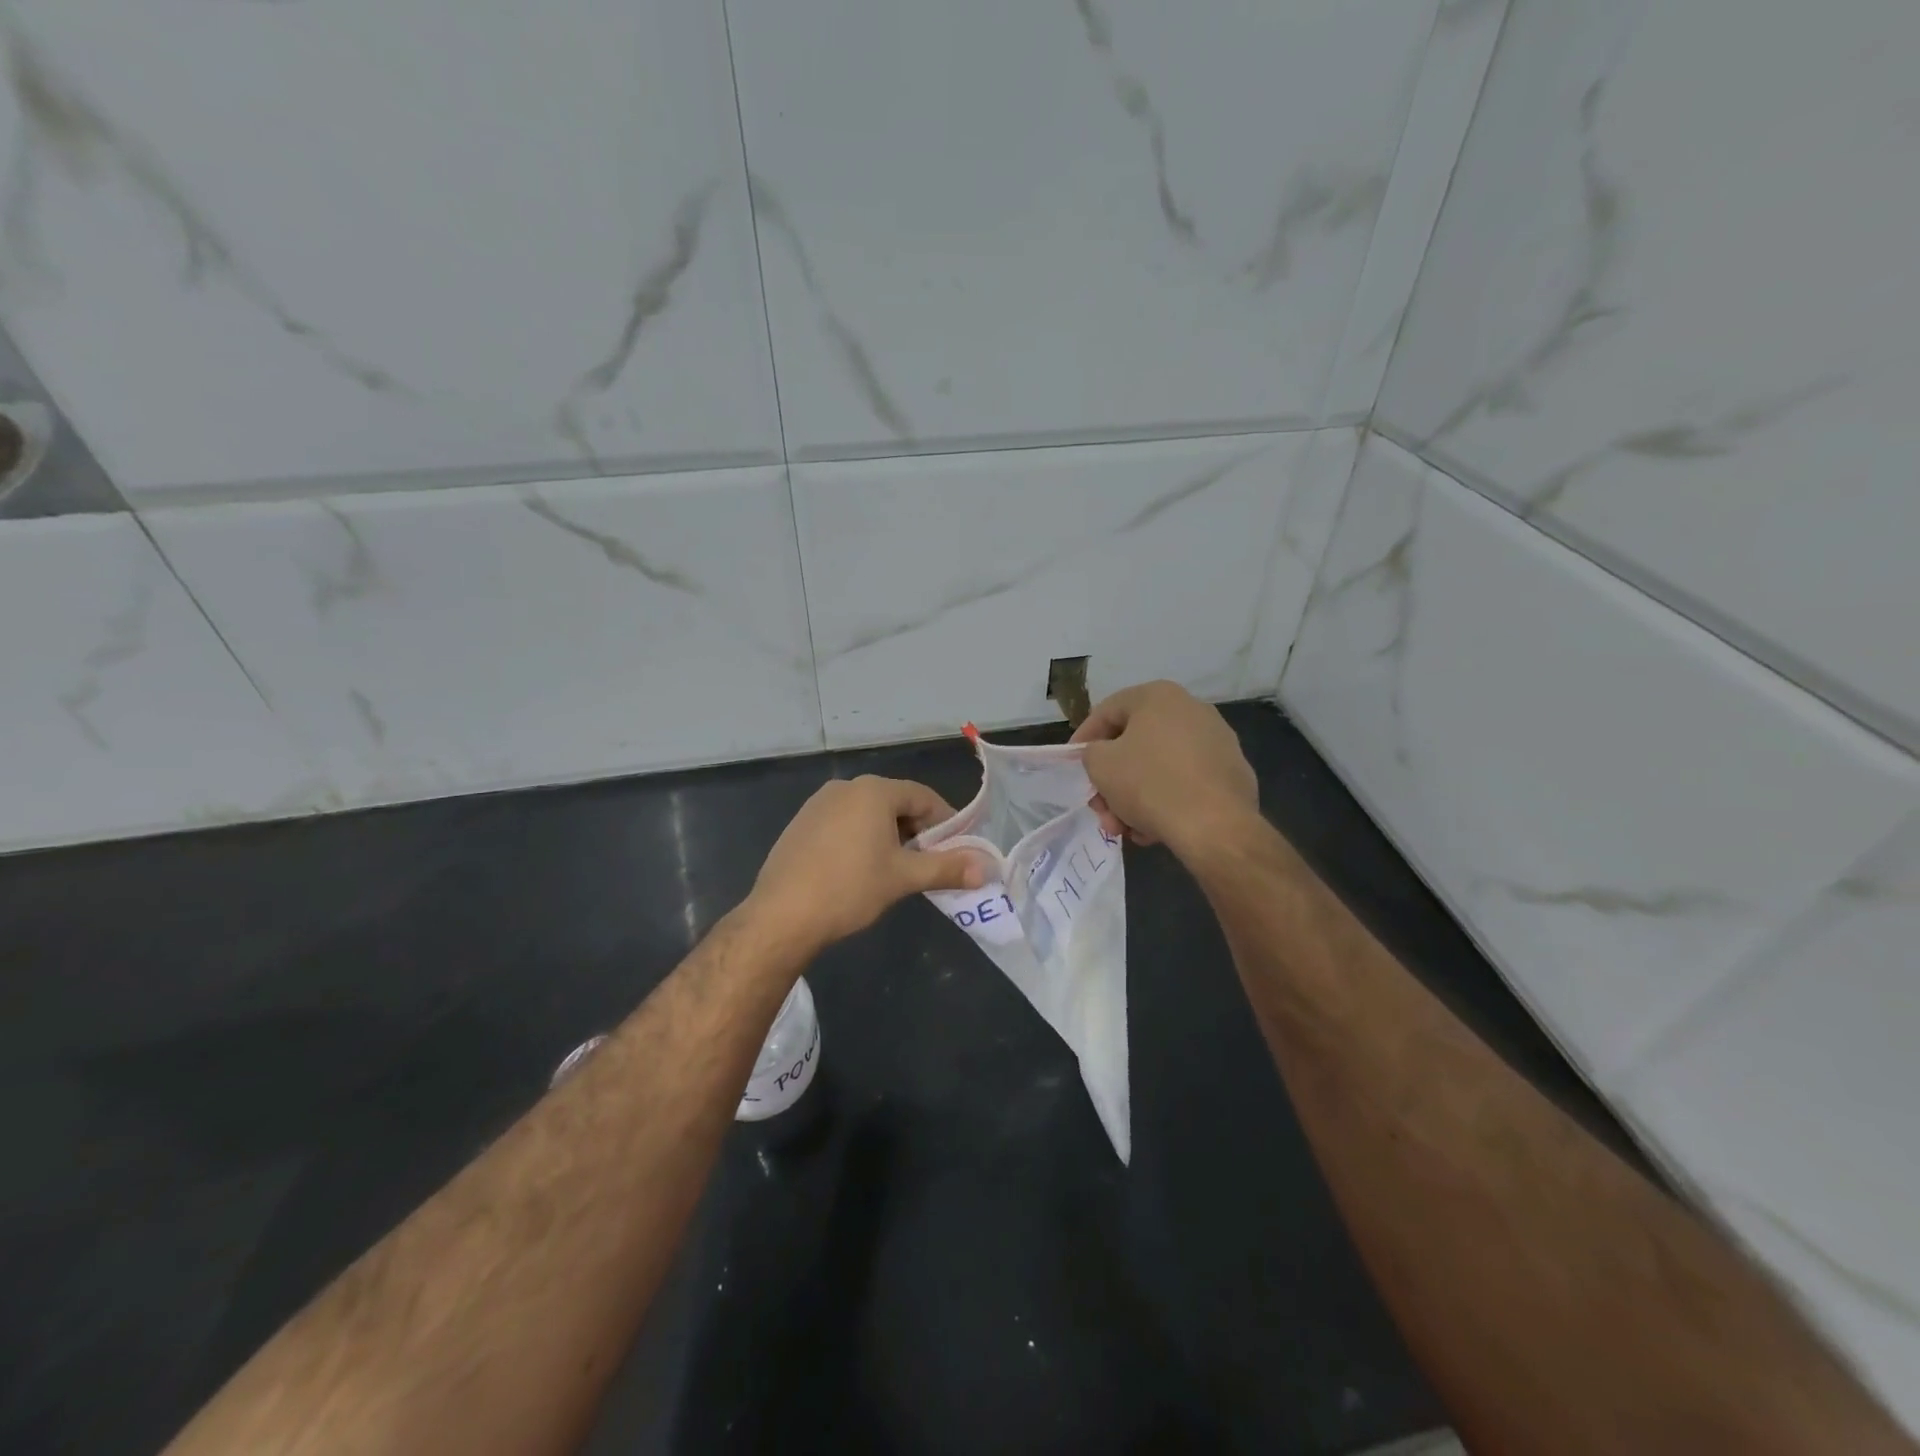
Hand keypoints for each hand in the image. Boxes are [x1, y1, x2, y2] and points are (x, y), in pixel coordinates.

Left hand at [748, 776, 984, 952]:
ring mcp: (818, 804)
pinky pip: (843, 823)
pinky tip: (859, 871)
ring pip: (868, 814)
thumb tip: (987, 868)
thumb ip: (947, 868)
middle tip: (929, 863)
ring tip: (896, 870)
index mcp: (874, 791)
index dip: (946, 822)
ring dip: (889, 835)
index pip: (923, 796)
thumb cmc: (850, 889)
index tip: (957, 849)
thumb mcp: (904, 878)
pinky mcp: (800, 824)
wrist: (781, 916)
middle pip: (895, 802)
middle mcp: (845, 787)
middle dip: (917, 830)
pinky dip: (861, 839)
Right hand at [1070, 681, 1257, 851]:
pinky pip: (1186, 782)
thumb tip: (1104, 756)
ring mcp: (1217, 741)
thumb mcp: (1100, 765)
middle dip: (1112, 780)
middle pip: (1135, 744)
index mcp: (1158, 696)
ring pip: (1160, 767)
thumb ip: (1092, 753)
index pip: (1107, 711)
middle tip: (1100, 807)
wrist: (1215, 825)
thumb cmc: (1149, 784)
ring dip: (1135, 797)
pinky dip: (1166, 802)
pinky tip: (1154, 830)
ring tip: (1125, 828)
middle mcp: (1192, 709)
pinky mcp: (1232, 772)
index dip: (1083, 738)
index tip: (1073, 765)